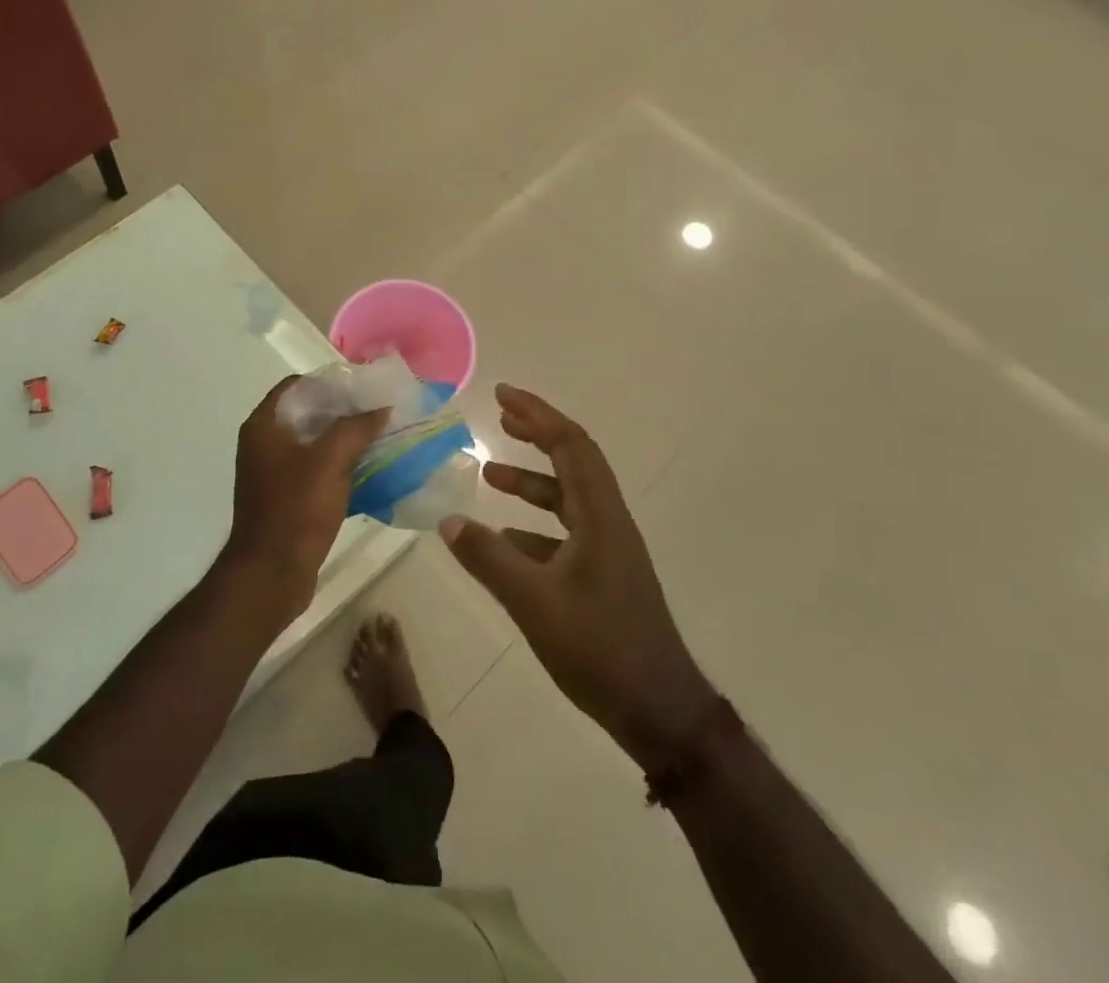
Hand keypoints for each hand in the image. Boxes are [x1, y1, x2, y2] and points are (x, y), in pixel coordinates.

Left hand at [224, 375, 385, 621]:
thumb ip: (356, 427)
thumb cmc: (295, 509)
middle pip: (307, 413)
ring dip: (344, 439)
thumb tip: (381, 408)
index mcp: (263, 426)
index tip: (362, 385)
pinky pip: (316, 470)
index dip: (328, 381)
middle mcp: (263, 444)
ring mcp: (273, 473)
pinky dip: (339, 465)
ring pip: (314, 444)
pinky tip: (369, 468)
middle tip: (378, 409)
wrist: (271, 575)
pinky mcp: (286, 498)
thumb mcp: (330, 461)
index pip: (296, 386)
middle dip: (342, 410)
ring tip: (380, 435)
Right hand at [442, 384, 717, 773]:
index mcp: (599, 516)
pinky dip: (533, 525)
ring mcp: (608, 551)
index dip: (538, 414)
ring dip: (532, 481)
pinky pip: (564, 533)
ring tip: (490, 474)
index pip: (571, 444)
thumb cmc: (600, 648)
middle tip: (499, 416)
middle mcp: (607, 522)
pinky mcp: (603, 577)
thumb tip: (448, 522)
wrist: (660, 712)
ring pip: (567, 498)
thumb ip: (489, 559)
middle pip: (572, 461)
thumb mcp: (534, 601)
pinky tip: (503, 538)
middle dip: (536, 433)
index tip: (502, 395)